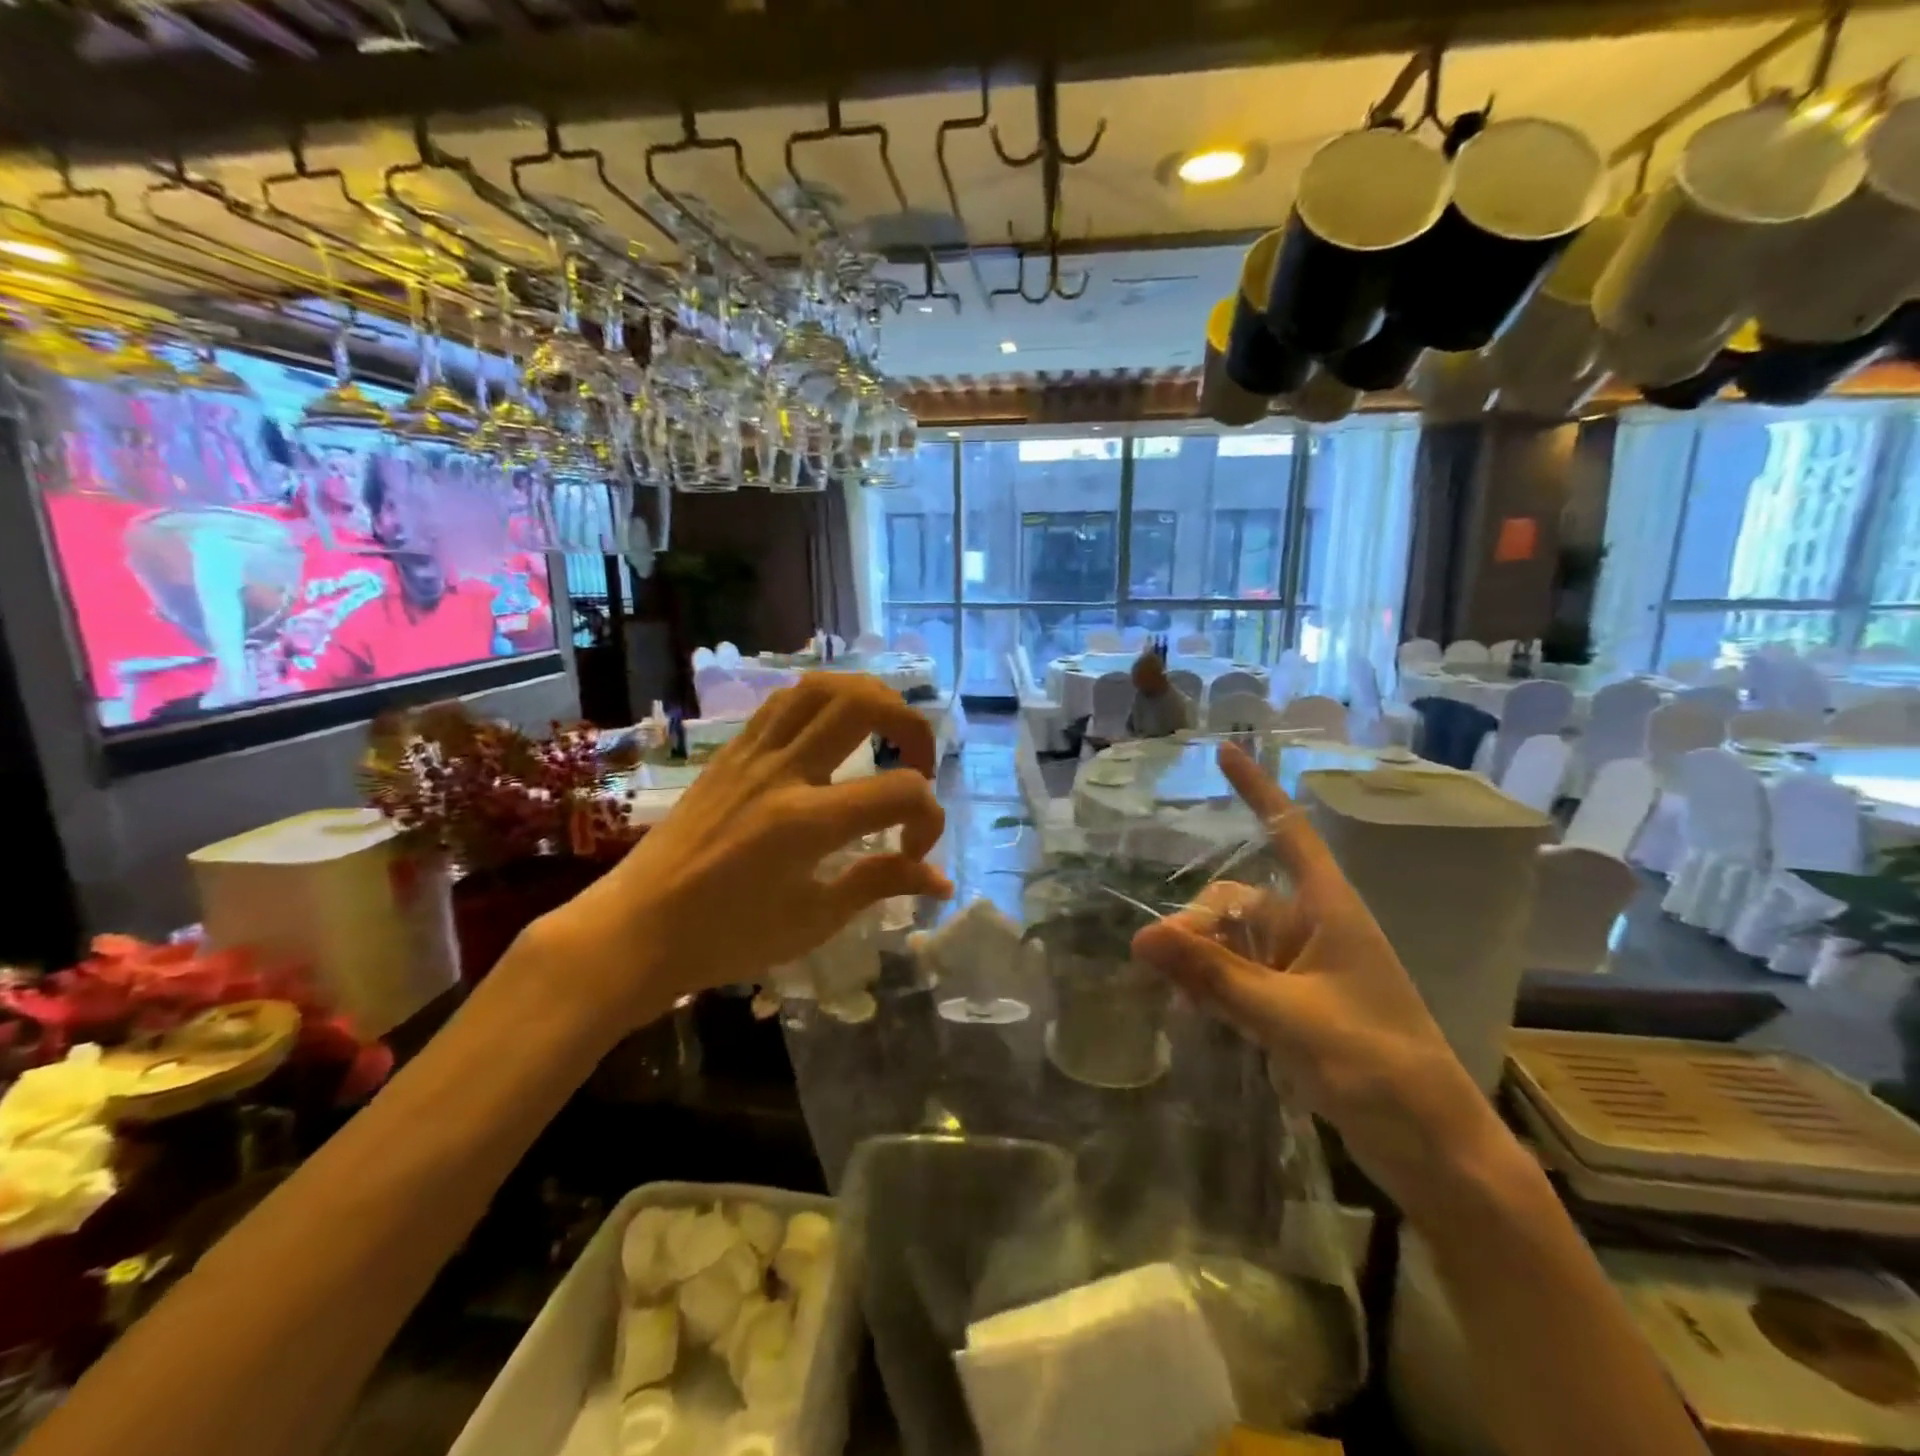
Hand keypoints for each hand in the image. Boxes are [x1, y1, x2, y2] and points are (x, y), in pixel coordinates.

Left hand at [533, 674, 953, 1029]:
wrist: (635, 930)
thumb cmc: (726, 938)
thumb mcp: (813, 920)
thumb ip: (880, 884)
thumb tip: (940, 879)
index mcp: (807, 823)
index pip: (902, 791)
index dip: (929, 819)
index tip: (913, 853)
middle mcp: (782, 772)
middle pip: (864, 704)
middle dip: (912, 725)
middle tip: (919, 764)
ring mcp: (751, 755)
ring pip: (820, 687)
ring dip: (868, 698)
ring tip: (884, 731)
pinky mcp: (729, 753)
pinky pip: (783, 703)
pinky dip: (823, 703)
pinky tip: (831, 732)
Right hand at [1131, 742, 1492, 1201]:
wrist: (1436, 1153)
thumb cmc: (1379, 1069)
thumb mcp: (1290, 1019)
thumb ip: (1215, 977)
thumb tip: (1140, 938)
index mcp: (1330, 911)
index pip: (1289, 832)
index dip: (1257, 789)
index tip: (1224, 750)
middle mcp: (1314, 929)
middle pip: (1237, 899)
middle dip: (1195, 923)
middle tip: (1156, 963)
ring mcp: (1304, 970)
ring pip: (1233, 942)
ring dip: (1198, 958)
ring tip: (1164, 989)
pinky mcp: (1296, 1006)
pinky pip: (1240, 977)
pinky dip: (1212, 985)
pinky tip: (1187, 1008)